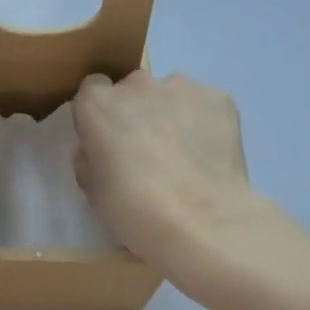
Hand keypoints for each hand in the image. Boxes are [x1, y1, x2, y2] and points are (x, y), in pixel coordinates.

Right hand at [71, 70, 270, 289]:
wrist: (202, 224)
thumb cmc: (136, 211)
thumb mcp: (95, 193)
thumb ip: (90, 162)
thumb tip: (94, 151)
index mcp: (98, 104)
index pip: (92, 89)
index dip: (102, 114)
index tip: (109, 139)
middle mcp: (137, 85)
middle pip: (133, 88)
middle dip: (138, 111)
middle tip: (149, 149)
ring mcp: (181, 87)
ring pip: (172, 93)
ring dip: (173, 113)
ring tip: (187, 154)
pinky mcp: (219, 98)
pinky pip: (206, 104)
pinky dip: (207, 122)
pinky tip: (212, 154)